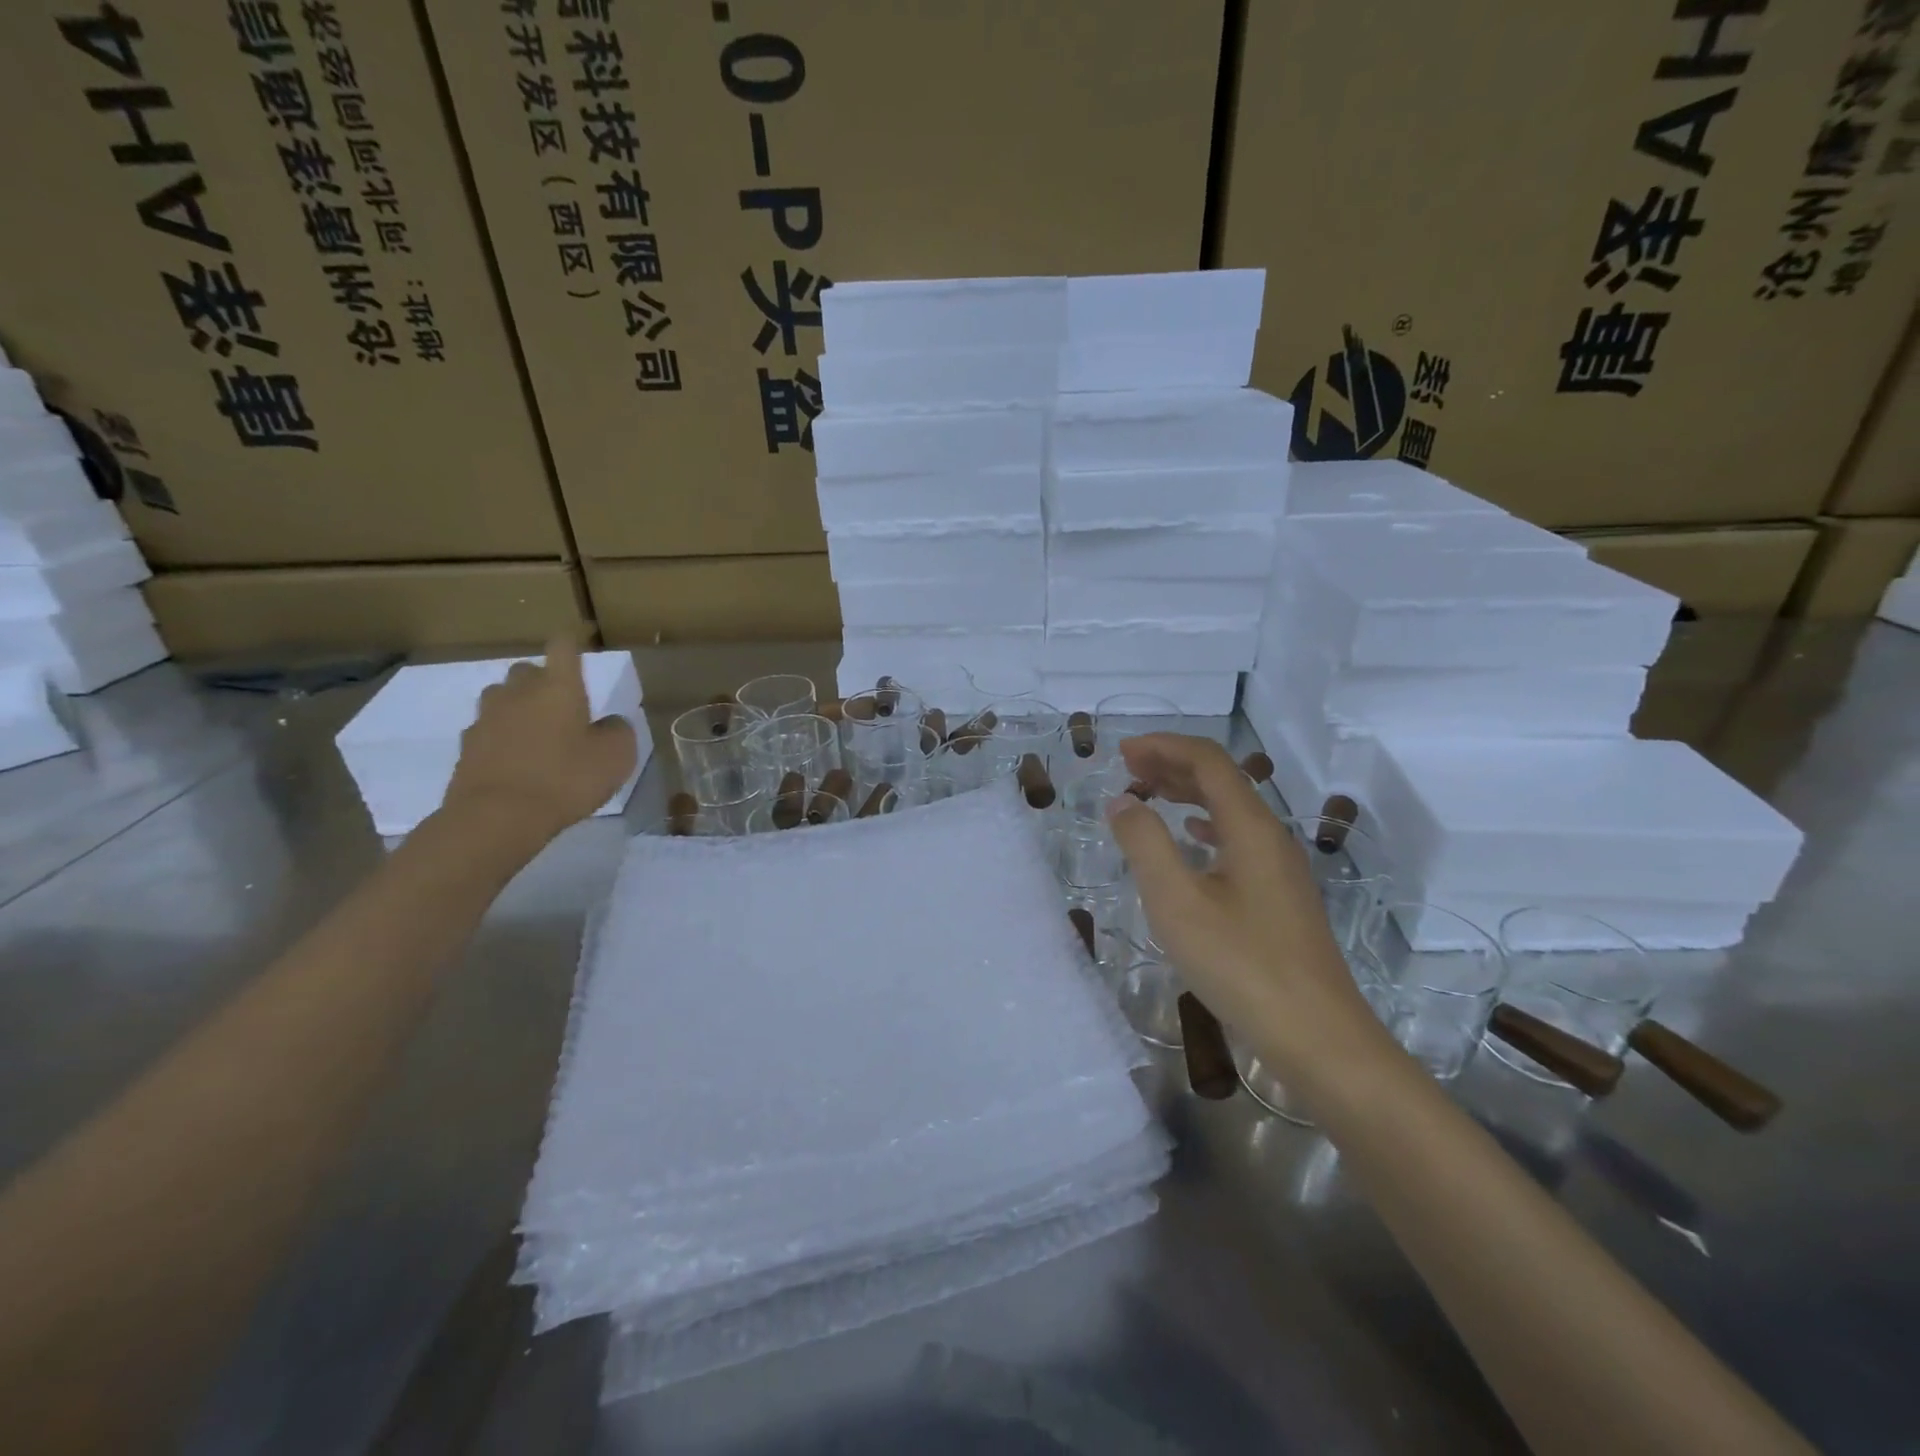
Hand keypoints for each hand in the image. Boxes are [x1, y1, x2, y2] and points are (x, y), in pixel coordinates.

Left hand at [441, 636, 637, 845]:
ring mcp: (487, 718)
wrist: (497, 816)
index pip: (563, 647)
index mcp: (558, 687)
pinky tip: (516, 760)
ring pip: (502, 698)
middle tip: (562, 705)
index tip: (580, 647)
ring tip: (537, 732)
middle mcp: (519, 693)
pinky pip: (488, 730)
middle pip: (527, 670)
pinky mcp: (467, 747)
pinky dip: (502, 738)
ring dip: (518, 707)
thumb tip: (609, 722)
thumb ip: (618, 731)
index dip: (572, 644)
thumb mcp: (616, 757)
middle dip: (543, 681)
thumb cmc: (566, 778)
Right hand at [1106, 734, 1397, 1079]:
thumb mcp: (1177, 902)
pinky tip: (1192, 839)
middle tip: (1128, 769)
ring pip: (1232, 810)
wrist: (1317, 1037)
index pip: (1208, 761)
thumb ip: (1145, 844)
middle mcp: (1271, 837)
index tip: (1122, 752)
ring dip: (1188, 794)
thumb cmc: (1241, 965)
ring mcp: (1281, 868)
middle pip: (1223, 780)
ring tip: (1149, 796)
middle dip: (1174, 765)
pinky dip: (1206, 826)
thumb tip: (1123, 801)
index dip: (1164, 746)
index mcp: (1251, 828)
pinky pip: (1239, 840)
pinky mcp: (1280, 897)